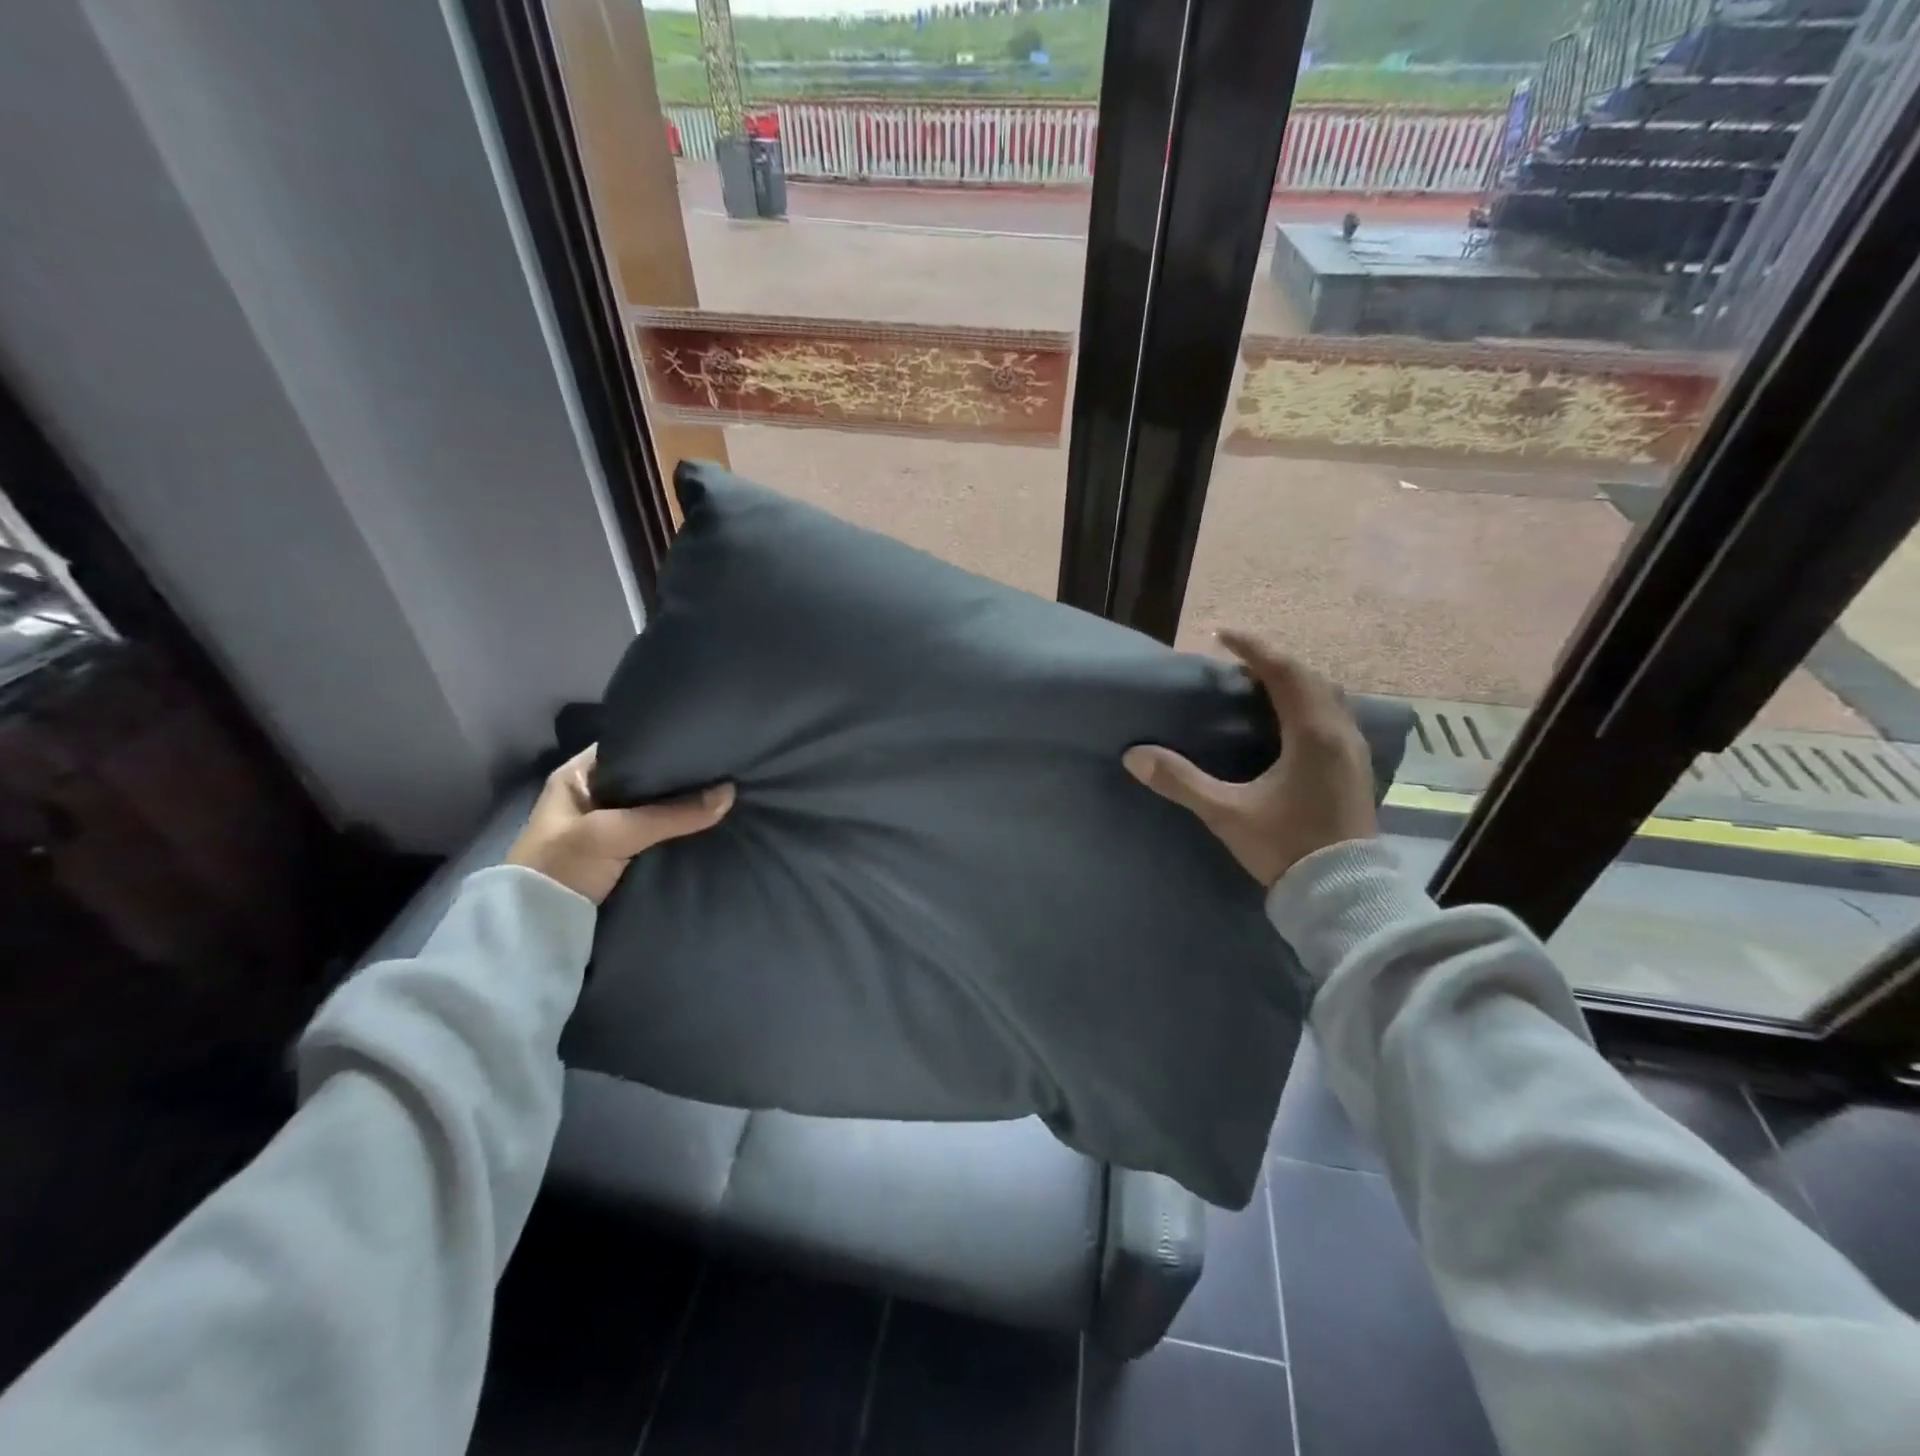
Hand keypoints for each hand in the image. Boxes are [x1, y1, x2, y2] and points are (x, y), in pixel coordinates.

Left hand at [506, 745, 733, 903]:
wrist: (534, 933)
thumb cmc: (561, 867)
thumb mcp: (613, 833)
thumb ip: (670, 814)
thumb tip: (730, 793)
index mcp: (579, 774)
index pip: (631, 745)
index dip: (666, 743)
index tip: (706, 742)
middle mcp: (595, 794)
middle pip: (648, 778)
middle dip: (682, 777)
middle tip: (725, 768)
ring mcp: (609, 826)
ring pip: (656, 807)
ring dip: (683, 806)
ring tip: (728, 792)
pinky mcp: (622, 854)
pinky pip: (659, 833)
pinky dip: (679, 830)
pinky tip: (710, 824)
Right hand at [1123, 631, 1376, 887]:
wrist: (1345, 894)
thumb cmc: (1287, 846)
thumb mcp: (1227, 812)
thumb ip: (1181, 781)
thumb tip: (1134, 756)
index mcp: (1312, 734)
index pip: (1283, 672)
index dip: (1252, 649)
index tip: (1221, 635)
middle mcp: (1339, 734)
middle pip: (1310, 678)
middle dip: (1274, 663)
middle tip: (1238, 665)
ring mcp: (1353, 753)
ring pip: (1327, 698)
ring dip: (1295, 684)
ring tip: (1260, 690)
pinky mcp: (1355, 771)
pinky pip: (1333, 719)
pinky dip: (1308, 706)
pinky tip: (1287, 726)